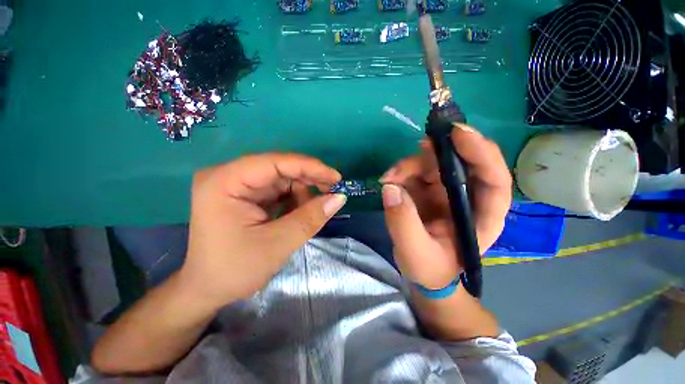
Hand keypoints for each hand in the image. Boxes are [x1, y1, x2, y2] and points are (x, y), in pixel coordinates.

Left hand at [180, 153, 345, 307]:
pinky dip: (294, 199)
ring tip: (312, 211)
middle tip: (332, 192)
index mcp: (224, 182)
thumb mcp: (277, 244)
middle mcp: (229, 176)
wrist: (208, 289)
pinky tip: (300, 212)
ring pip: (282, 178)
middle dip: (308, 180)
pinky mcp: (246, 195)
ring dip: (302, 192)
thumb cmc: (234, 270)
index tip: (336, 178)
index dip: (309, 167)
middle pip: (279, 168)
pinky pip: (278, 189)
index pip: (274, 162)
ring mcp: (237, 185)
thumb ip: (310, 218)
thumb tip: (340, 198)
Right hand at [380, 124, 511, 288]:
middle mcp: (467, 198)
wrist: (422, 274)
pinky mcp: (426, 190)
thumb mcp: (416, 253)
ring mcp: (445, 192)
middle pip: (460, 163)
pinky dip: (400, 172)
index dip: (481, 152)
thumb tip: (390, 187)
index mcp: (481, 217)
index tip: (458, 133)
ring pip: (432, 163)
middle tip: (417, 146)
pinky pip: (415, 172)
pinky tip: (388, 181)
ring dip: (410, 165)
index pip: (494, 179)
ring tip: (389, 177)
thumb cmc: (430, 269)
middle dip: (438, 153)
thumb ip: (403, 222)